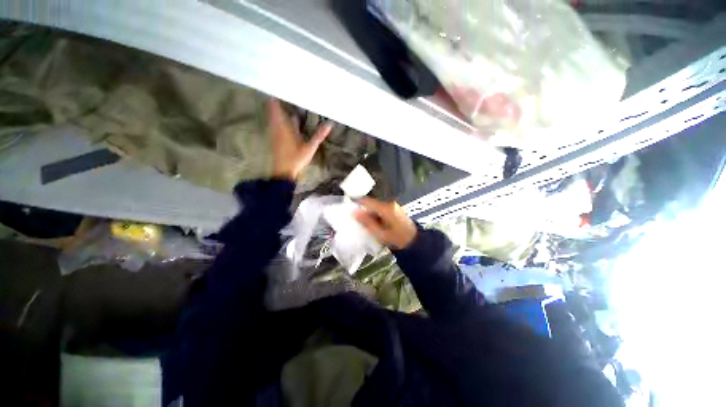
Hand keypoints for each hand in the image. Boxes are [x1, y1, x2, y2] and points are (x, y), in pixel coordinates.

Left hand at [269, 99, 331, 180]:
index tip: (281, 87)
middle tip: (286, 93)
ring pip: (274, 117)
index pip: (276, 107)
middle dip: (278, 102)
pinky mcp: (275, 139)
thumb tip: (329, 124)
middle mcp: (277, 127)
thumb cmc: (296, 158)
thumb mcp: (310, 147)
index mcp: (284, 126)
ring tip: (286, 102)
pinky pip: (275, 124)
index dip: (276, 97)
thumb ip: (319, 135)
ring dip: (278, 110)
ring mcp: (275, 133)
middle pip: (274, 110)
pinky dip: (278, 119)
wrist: (284, 171)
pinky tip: (287, 121)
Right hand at [354, 198, 417, 249]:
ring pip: (376, 208)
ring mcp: (393, 206)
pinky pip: (381, 211)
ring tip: (368, 227)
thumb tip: (354, 212)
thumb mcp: (380, 234)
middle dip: (364, 213)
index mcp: (385, 208)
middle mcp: (389, 204)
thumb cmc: (397, 239)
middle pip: (371, 205)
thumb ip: (367, 222)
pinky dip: (377, 217)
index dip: (357, 205)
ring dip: (371, 216)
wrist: (415, 243)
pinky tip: (377, 227)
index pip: (367, 201)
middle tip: (359, 224)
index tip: (350, 212)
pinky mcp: (395, 210)